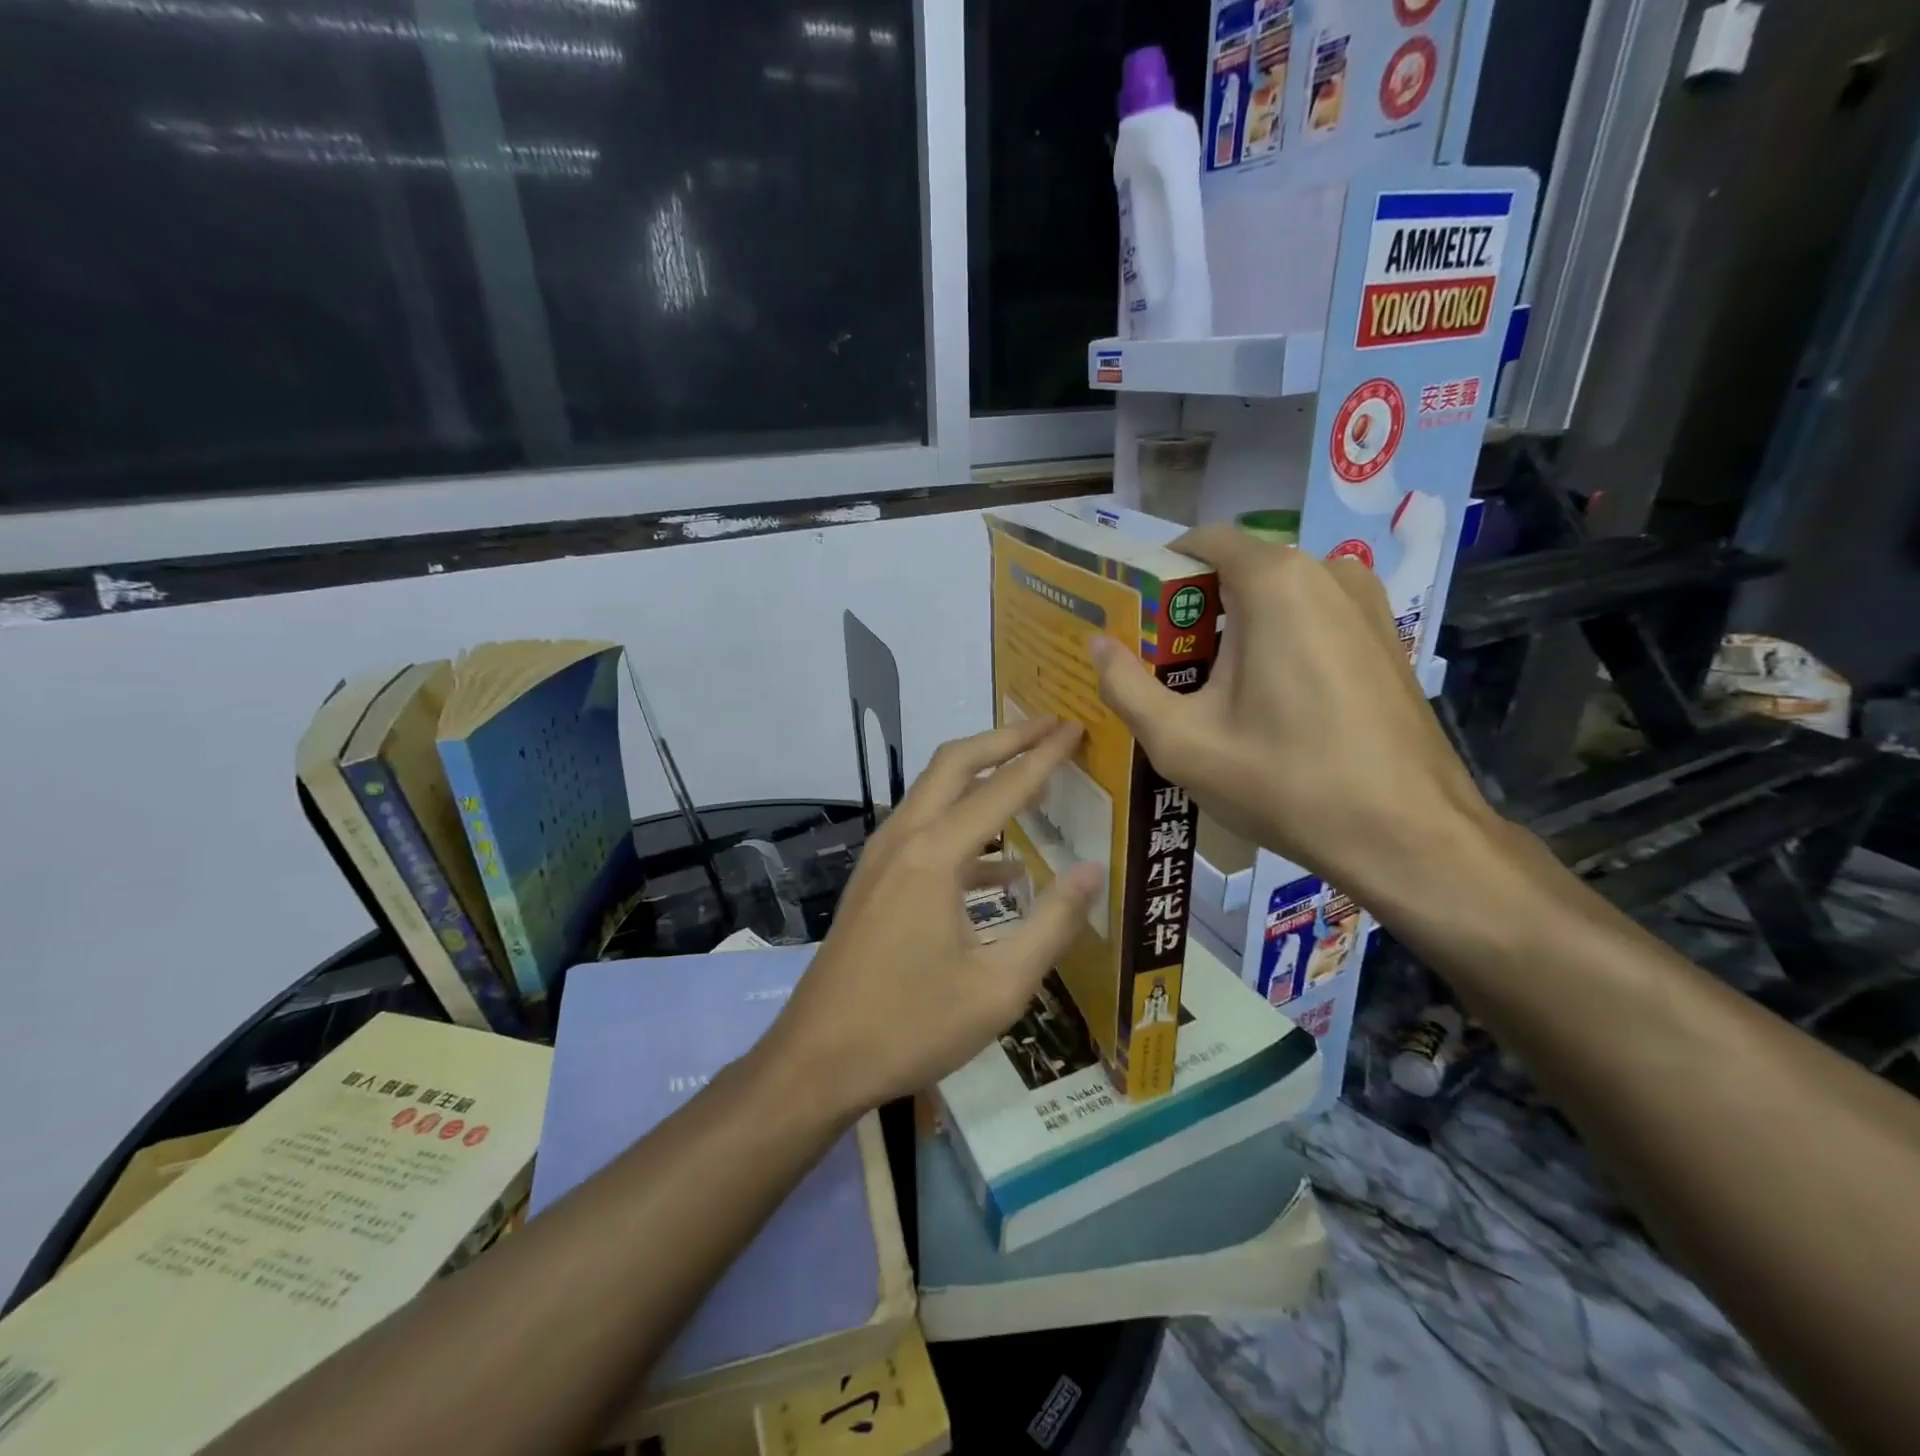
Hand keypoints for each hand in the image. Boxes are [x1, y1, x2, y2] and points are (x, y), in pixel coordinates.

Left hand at [763, 716, 1101, 1118]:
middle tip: (1050, 728)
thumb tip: (1095, 871)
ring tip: (1031, 779)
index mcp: (934, 856)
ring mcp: (881, 857)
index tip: (1074, 727)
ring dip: (981, 777)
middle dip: (1004, 740)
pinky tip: (1000, 865)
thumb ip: (1052, 924)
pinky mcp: (873, 880)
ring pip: (934, 792)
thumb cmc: (910, 1026)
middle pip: (955, 764)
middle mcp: (903, 839)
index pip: (1002, 789)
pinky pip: (923, 831)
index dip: (1043, 755)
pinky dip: (964, 827)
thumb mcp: (999, 987)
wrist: (816, 1060)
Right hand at [1090, 526, 1495, 903]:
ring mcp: (1367, 602)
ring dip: (1236, 629)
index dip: (1159, 573)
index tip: (1134, 619)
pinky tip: (1266, 703)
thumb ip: (1125, 685)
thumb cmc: (1284, 782)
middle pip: (1238, 570)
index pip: (1201, 541)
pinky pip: (1313, 618)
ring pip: (1277, 596)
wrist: (1408, 836)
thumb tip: (1096, 644)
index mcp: (1275, 581)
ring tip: (1210, 691)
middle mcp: (1328, 572)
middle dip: (1194, 610)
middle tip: (1163, 667)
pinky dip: (1278, 642)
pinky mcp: (1387, 636)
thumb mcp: (1181, 741)